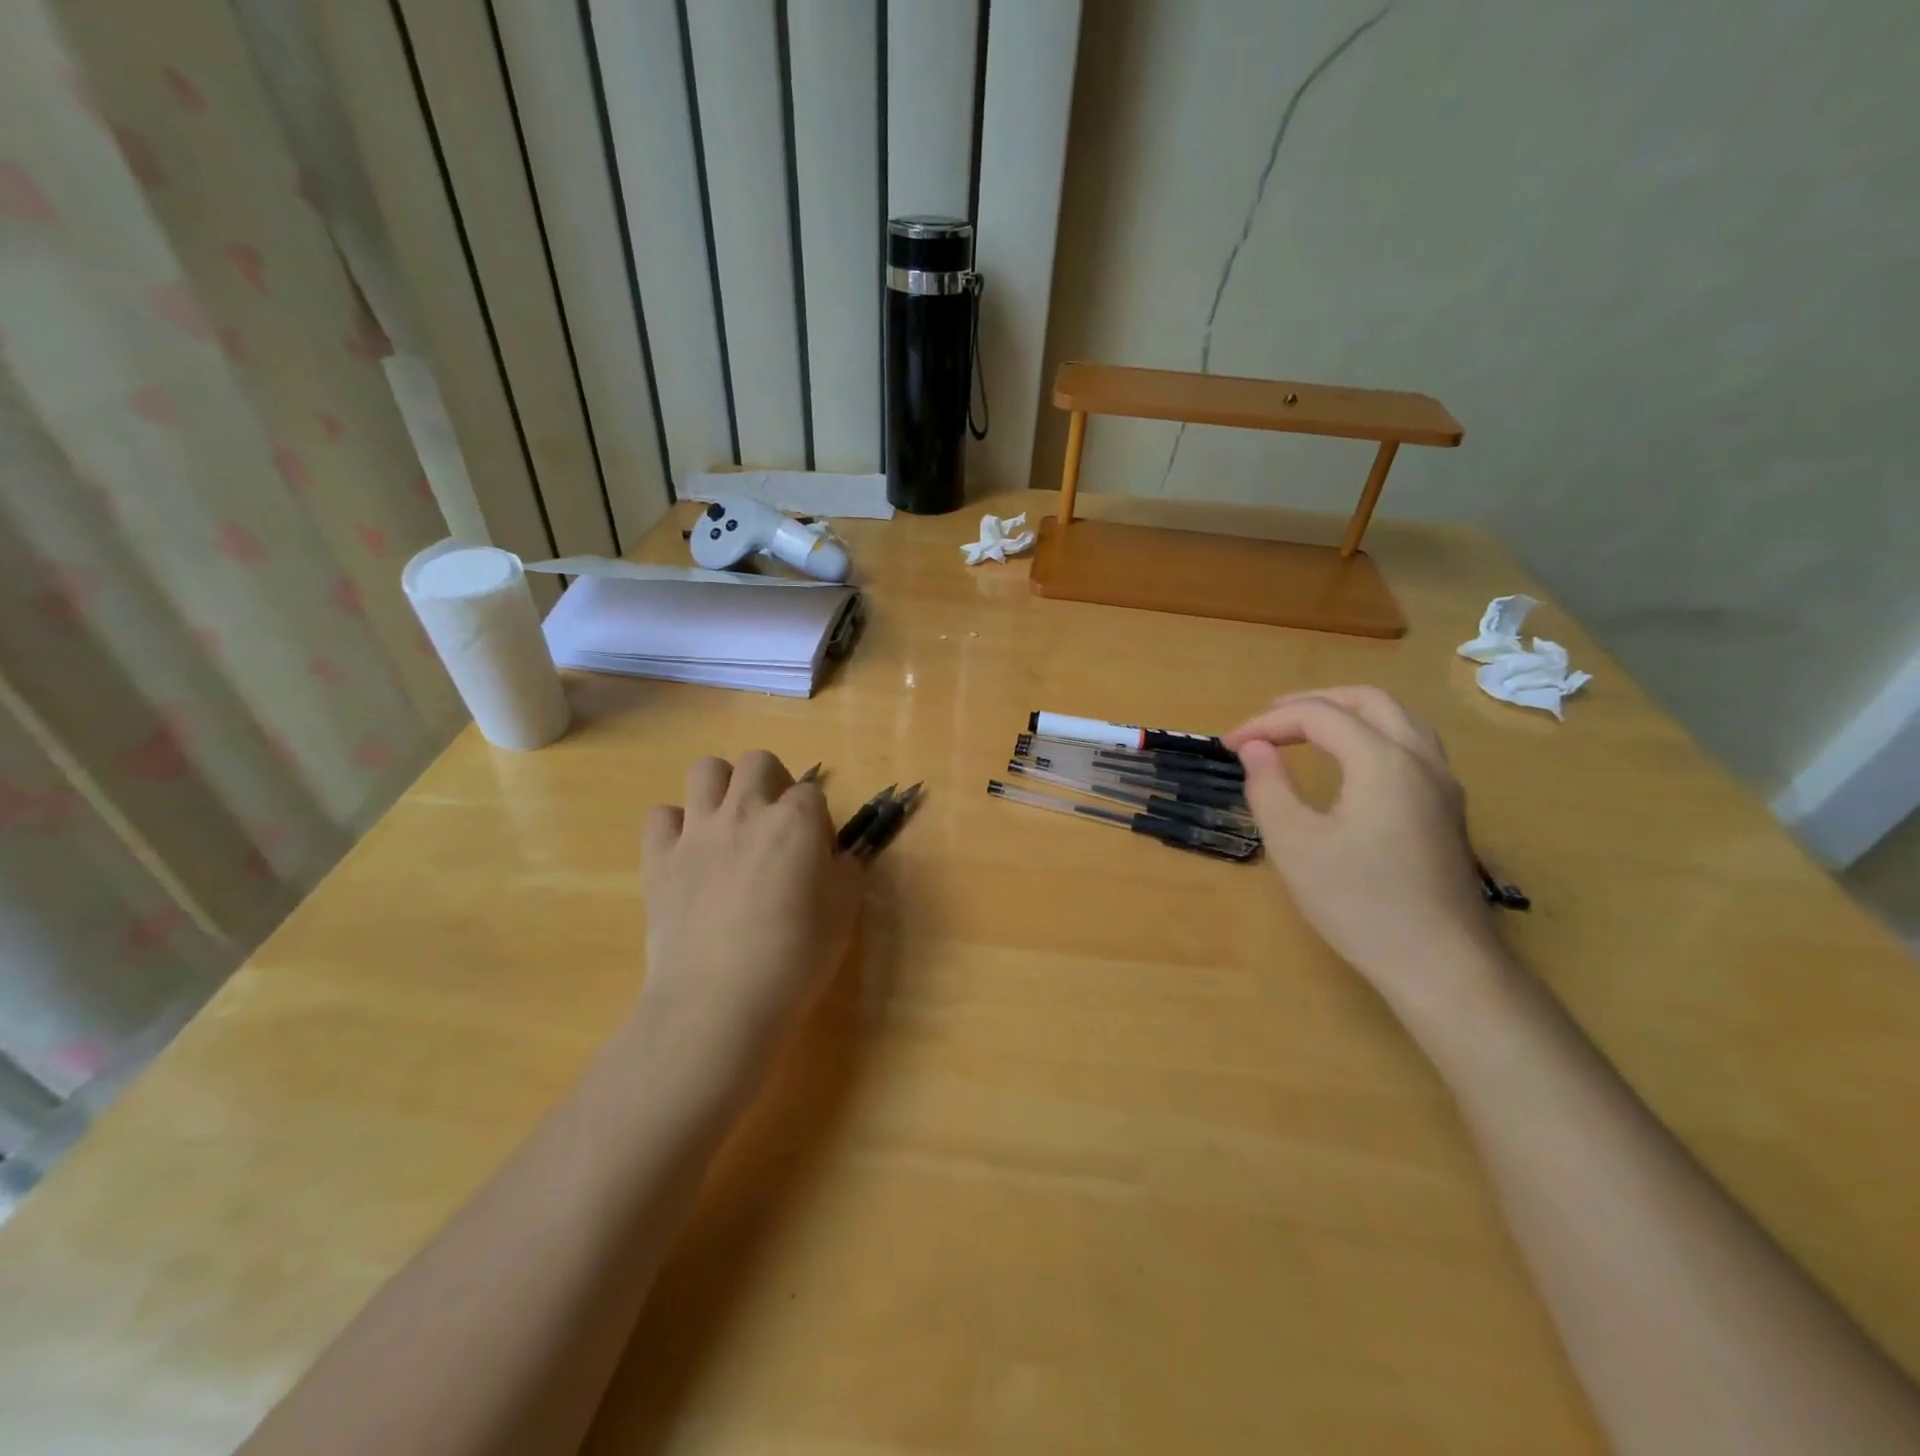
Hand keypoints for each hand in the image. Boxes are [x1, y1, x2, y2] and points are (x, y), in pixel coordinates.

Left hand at [637, 752, 862, 1099]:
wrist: (721, 998)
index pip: (811, 792)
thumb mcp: (843, 913)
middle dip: (771, 780)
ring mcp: (697, 831)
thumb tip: (838, 858)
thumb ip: (846, 872)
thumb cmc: (796, 957)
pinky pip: (661, 815)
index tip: (815, 850)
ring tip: (729, 822)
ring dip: (721, 787)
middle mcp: (745, 811)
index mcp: (796, 822)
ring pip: (705, 770)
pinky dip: (675, 826)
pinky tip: (688, 853)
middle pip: (757, 761)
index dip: (816, 818)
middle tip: (774, 820)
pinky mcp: (659, 857)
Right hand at [1223, 688, 1503, 1011]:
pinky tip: (1349, 762)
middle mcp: (1420, 759)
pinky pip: (1410, 745)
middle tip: (1268, 719)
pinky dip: (1371, 733)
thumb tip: (1255, 749)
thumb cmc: (1359, 903)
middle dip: (1312, 701)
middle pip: (1368, 700)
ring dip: (1347, 712)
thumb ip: (1269, 787)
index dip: (1267, 723)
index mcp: (1383, 761)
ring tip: (1306, 729)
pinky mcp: (1447, 809)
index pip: (1318, 716)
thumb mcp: (1295, 844)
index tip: (1228, 745)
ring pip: (1397, 718)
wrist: (1441, 964)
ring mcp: (1442, 784)